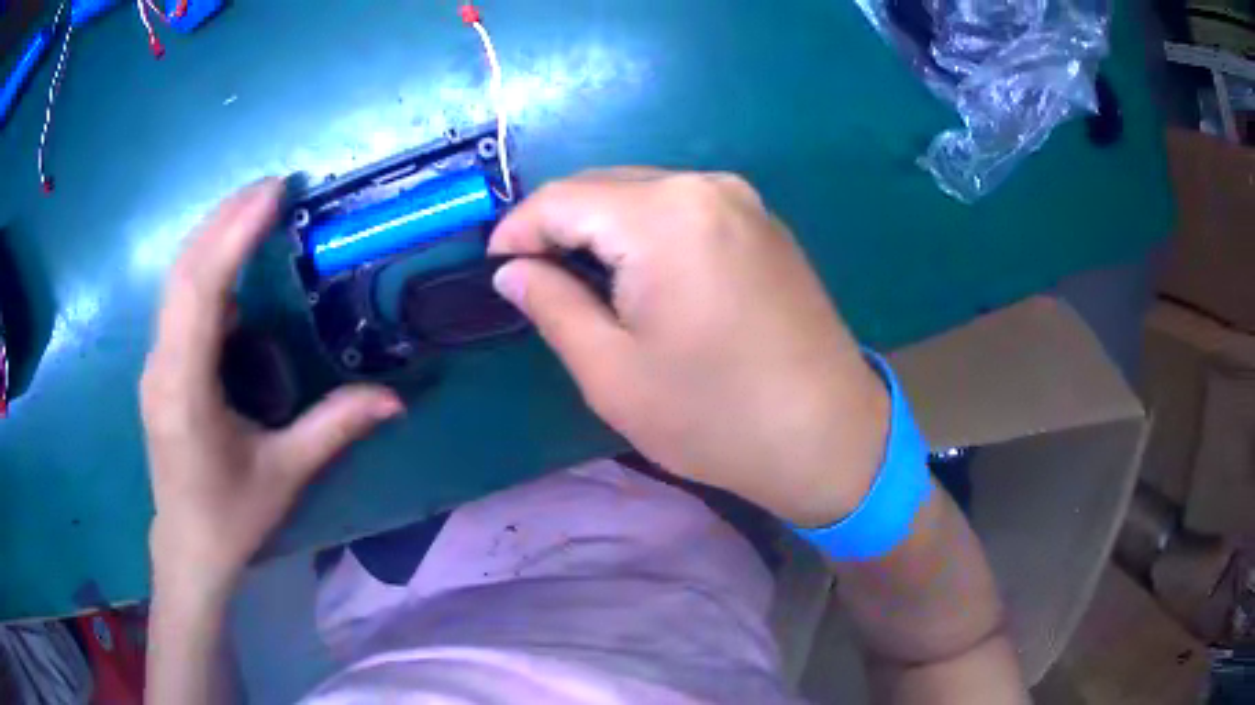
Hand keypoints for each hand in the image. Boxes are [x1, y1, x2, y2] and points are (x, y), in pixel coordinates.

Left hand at [140, 178, 402, 605]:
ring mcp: (155, 364)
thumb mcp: (285, 474)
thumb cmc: (231, 516)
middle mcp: (161, 366)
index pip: (203, 294)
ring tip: (255, 208)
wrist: (188, 546)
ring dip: (213, 236)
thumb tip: (395, 399)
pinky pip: (178, 301)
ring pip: (176, 282)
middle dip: (224, 220)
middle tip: (272, 187)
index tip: (272, 195)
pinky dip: (205, 266)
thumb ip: (335, 428)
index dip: (234, 237)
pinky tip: (231, 261)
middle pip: (183, 273)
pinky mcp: (159, 366)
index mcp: (186, 392)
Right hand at [489, 169, 888, 526]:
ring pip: (643, 193)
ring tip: (575, 275)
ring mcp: (743, 200)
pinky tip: (635, 271)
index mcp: (665, 216)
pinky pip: (683, 207)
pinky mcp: (763, 223)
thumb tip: (512, 271)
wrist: (828, 436)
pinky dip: (644, 229)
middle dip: (557, 223)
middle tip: (529, 274)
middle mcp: (705, 186)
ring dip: (600, 225)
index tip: (493, 265)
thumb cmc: (714, 416)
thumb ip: (552, 305)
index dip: (518, 228)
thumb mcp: (612, 372)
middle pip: (604, 185)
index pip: (563, 198)